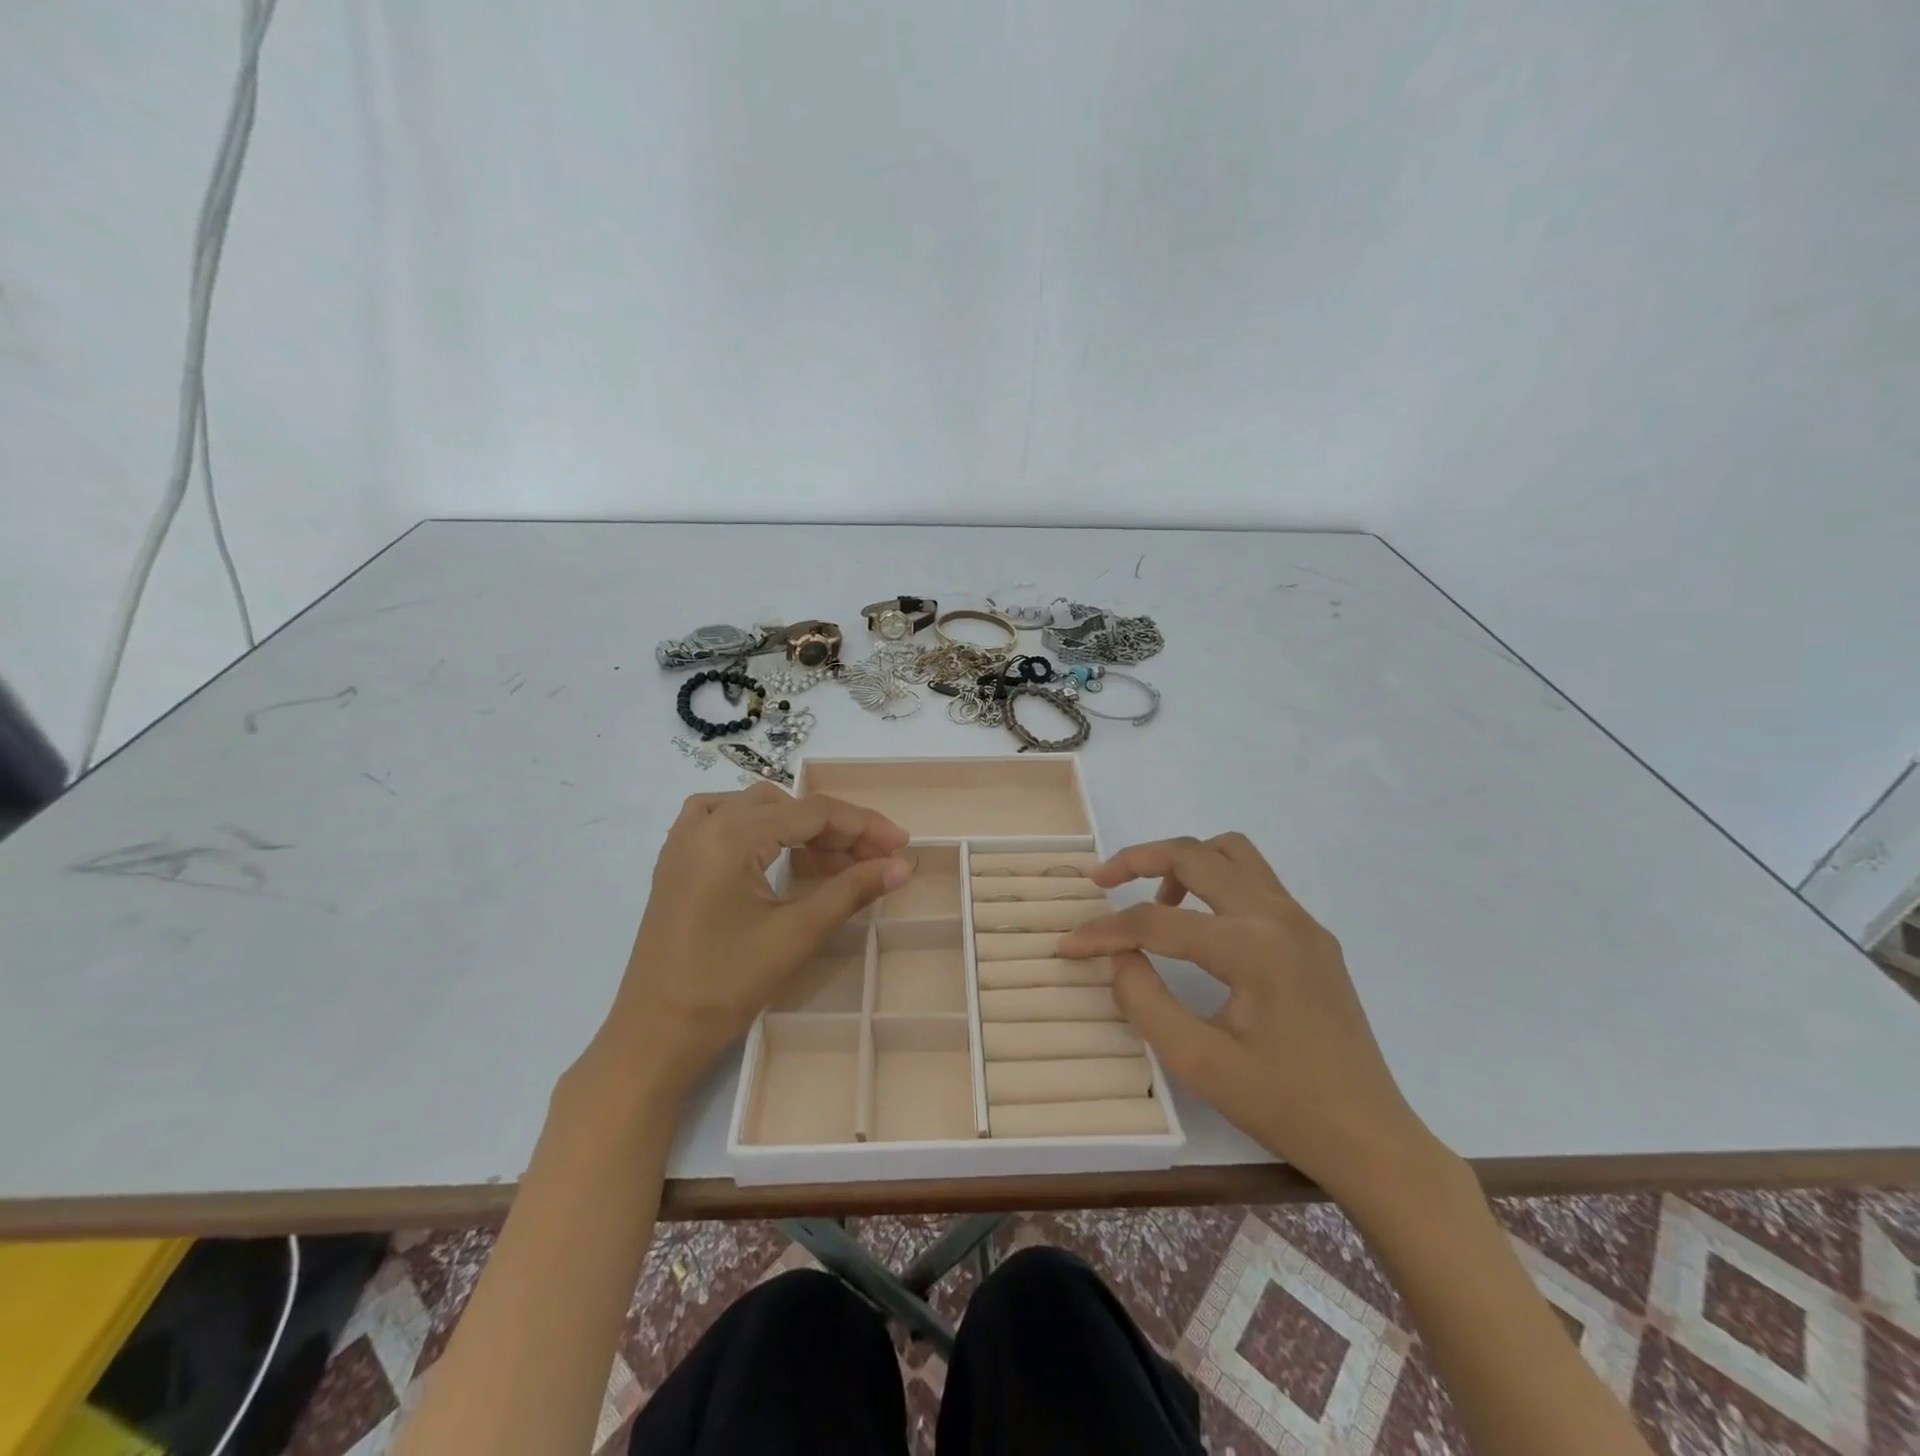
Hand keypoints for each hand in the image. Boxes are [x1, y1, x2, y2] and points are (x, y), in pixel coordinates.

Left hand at [592, 784, 909, 1098]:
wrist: (655, 1034)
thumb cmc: (726, 985)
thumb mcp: (796, 934)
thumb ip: (851, 890)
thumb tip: (903, 865)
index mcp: (731, 836)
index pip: (812, 812)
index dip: (863, 824)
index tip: (901, 844)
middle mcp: (705, 824)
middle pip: (787, 805)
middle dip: (835, 828)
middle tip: (872, 860)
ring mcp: (684, 840)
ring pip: (756, 807)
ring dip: (799, 824)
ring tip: (832, 860)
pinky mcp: (676, 860)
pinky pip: (724, 818)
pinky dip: (759, 825)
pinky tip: (776, 850)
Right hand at [1058, 833, 1439, 1201]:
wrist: (1372, 1139)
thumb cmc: (1283, 1106)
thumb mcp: (1197, 1062)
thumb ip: (1144, 999)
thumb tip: (1119, 955)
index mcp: (1250, 947)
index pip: (1157, 922)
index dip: (1104, 932)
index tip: (1067, 945)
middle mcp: (1278, 916)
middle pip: (1196, 854)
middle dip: (1140, 858)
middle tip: (1102, 881)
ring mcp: (1301, 922)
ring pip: (1232, 853)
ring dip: (1185, 862)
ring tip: (1155, 901)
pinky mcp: (1312, 937)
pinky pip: (1255, 881)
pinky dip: (1215, 881)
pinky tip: (1199, 927)